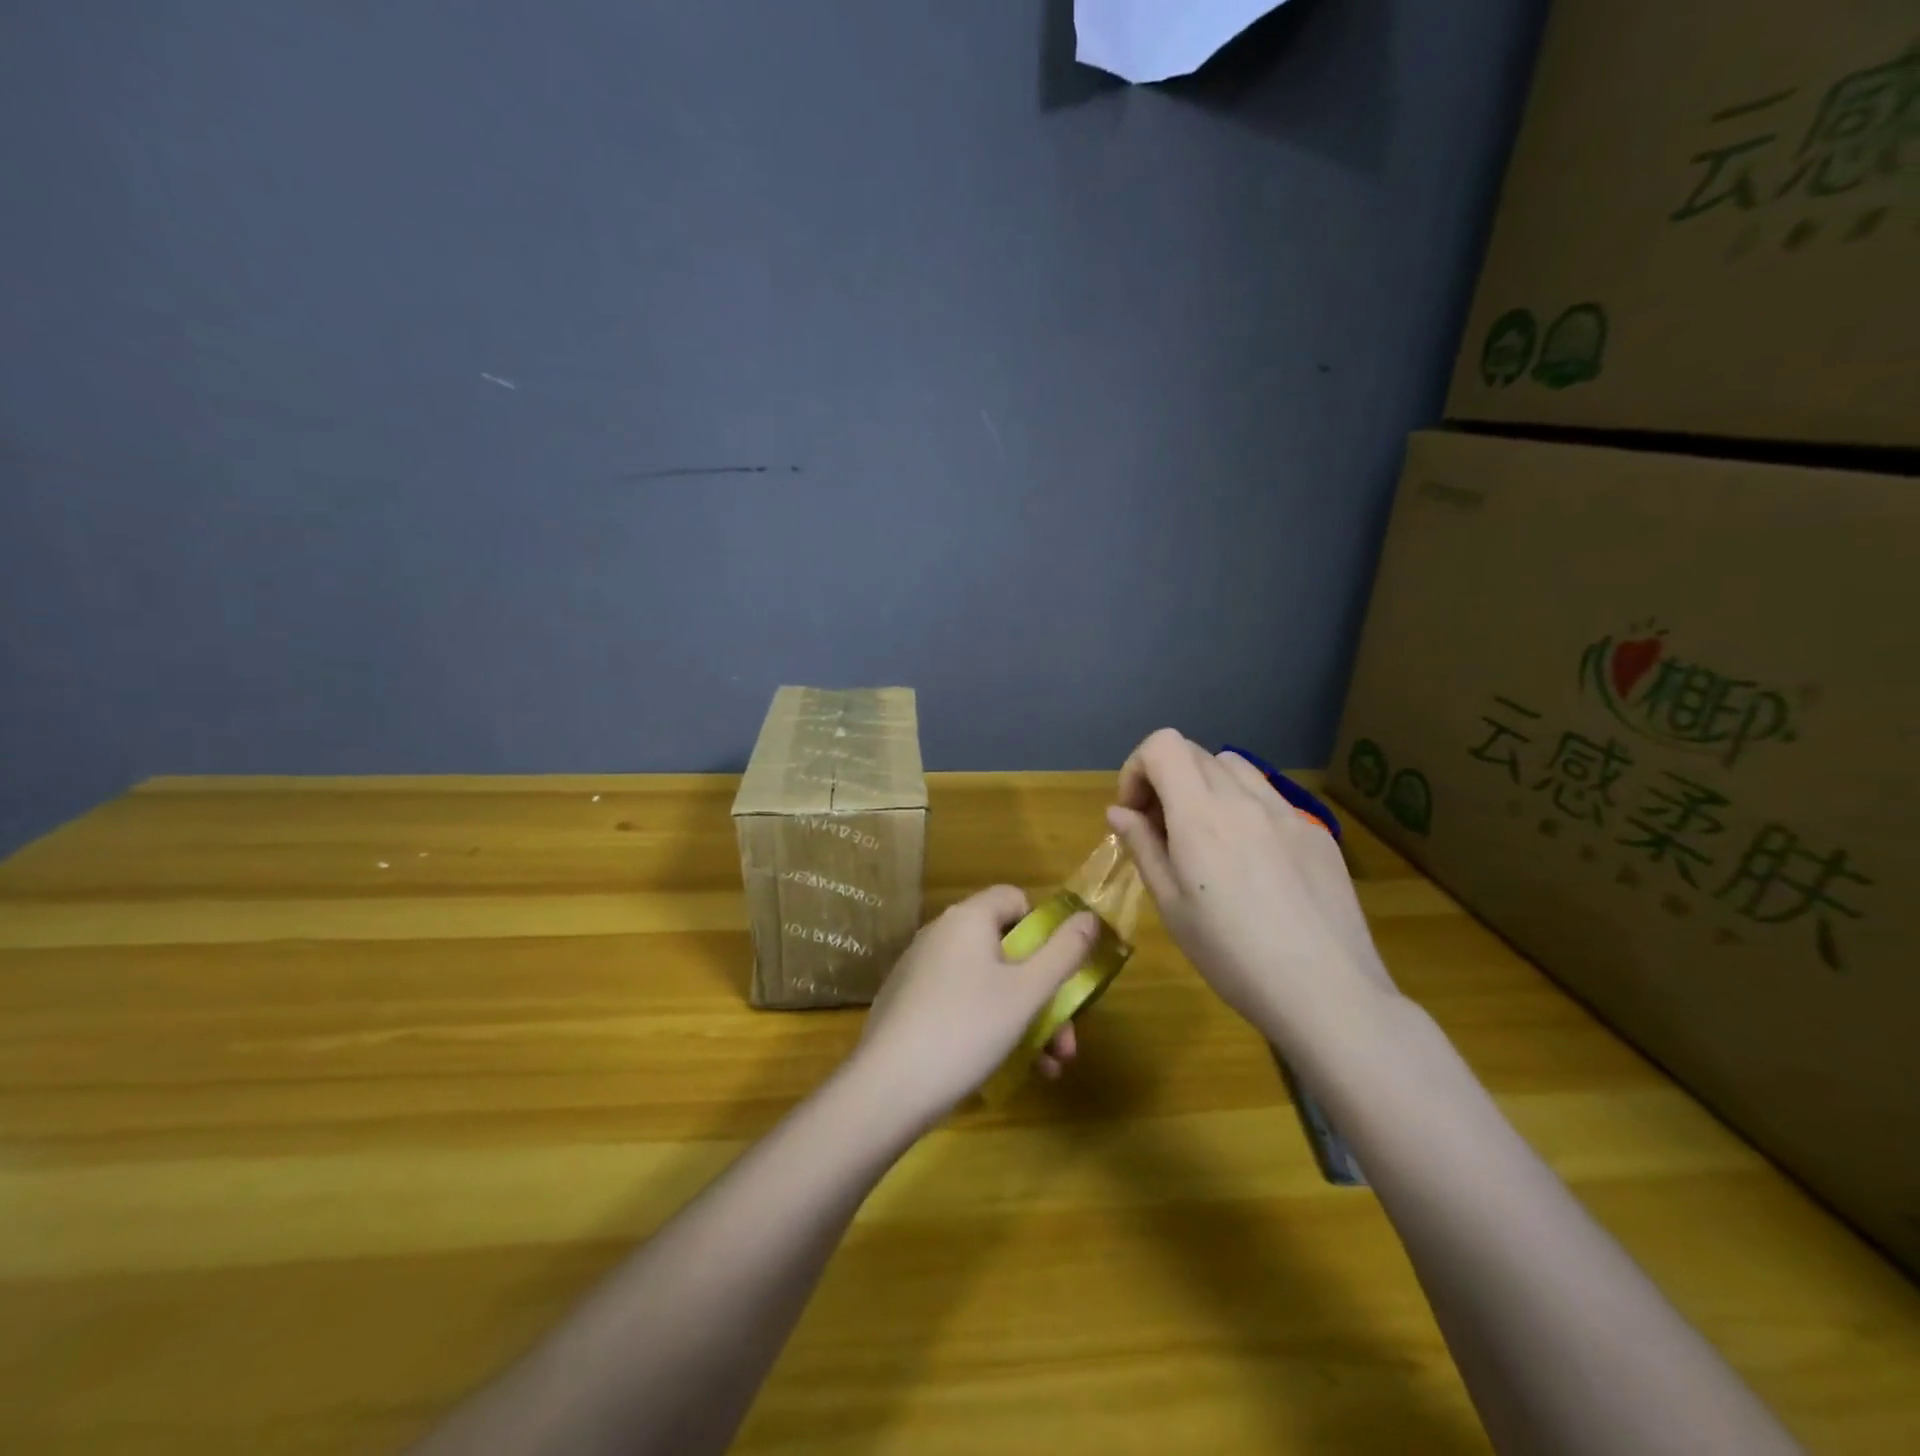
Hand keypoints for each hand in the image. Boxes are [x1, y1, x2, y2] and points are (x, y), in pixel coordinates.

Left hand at [855, 885, 1096, 1122]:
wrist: (888, 1087)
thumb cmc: (967, 1029)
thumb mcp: (1028, 992)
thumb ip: (1064, 952)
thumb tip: (1089, 917)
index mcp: (968, 918)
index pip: (1015, 898)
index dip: (1044, 929)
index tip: (1059, 971)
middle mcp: (941, 933)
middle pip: (1006, 948)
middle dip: (1044, 993)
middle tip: (1066, 1041)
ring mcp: (921, 969)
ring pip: (988, 982)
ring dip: (1025, 1018)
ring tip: (1049, 1067)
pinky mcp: (909, 1003)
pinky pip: (961, 1001)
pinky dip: (989, 1025)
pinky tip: (1009, 1067)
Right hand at [1107, 729, 1398, 1043]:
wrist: (1327, 993)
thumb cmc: (1232, 955)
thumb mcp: (1171, 906)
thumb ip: (1143, 846)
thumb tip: (1119, 811)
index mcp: (1201, 814)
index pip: (1163, 745)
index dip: (1137, 768)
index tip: (1135, 812)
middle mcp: (1244, 799)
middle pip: (1195, 753)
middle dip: (1166, 780)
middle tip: (1162, 830)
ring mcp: (1287, 811)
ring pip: (1235, 767)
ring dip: (1207, 786)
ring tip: (1207, 837)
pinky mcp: (1317, 832)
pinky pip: (1270, 798)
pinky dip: (1246, 809)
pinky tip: (1254, 862)